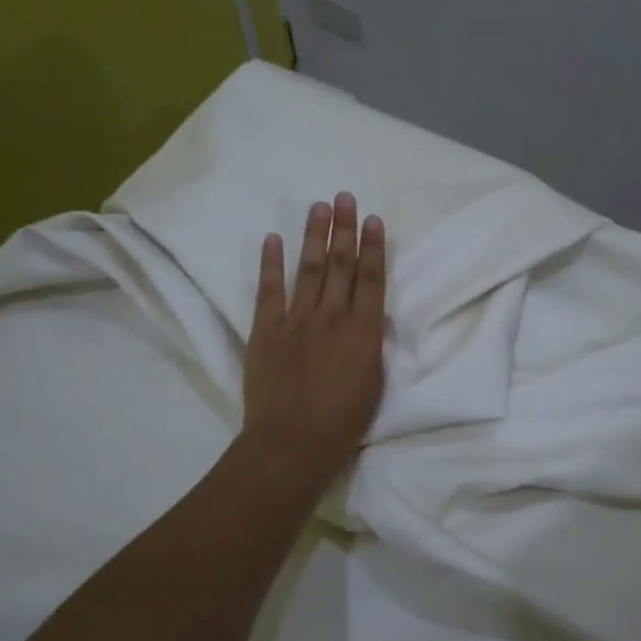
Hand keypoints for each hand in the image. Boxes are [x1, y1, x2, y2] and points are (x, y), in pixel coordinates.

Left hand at [242, 193, 388, 492]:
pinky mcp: (266, 330)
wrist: (292, 443)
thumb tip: (374, 317)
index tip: (374, 220)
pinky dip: (271, 264)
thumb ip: (373, 346)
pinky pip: (269, 291)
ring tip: (319, 206)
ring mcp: (296, 321)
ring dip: (314, 236)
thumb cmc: (342, 423)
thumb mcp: (373, 384)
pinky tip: (272, 239)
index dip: (373, 247)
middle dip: (345, 229)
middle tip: (345, 197)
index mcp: (363, 332)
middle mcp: (331, 317)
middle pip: (340, 265)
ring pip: (309, 269)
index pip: (371, 279)